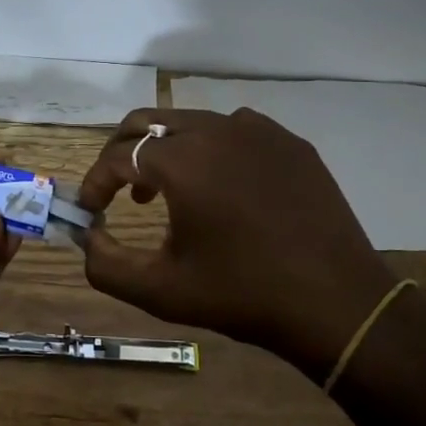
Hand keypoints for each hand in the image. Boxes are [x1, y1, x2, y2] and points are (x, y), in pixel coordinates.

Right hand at [76, 109, 397, 365]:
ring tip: (165, 192)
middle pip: (147, 122)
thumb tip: (87, 234)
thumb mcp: (160, 290)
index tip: (90, 210)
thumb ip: (105, 263)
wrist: (337, 304)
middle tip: (117, 189)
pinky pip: (235, 130)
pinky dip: (211, 149)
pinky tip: (220, 186)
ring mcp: (259, 131)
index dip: (95, 182)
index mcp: (182, 161)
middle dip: (121, 152)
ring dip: (165, 150)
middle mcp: (217, 130)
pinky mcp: (291, 143)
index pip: (117, 156)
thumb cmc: (242, 295)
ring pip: (191, 122)